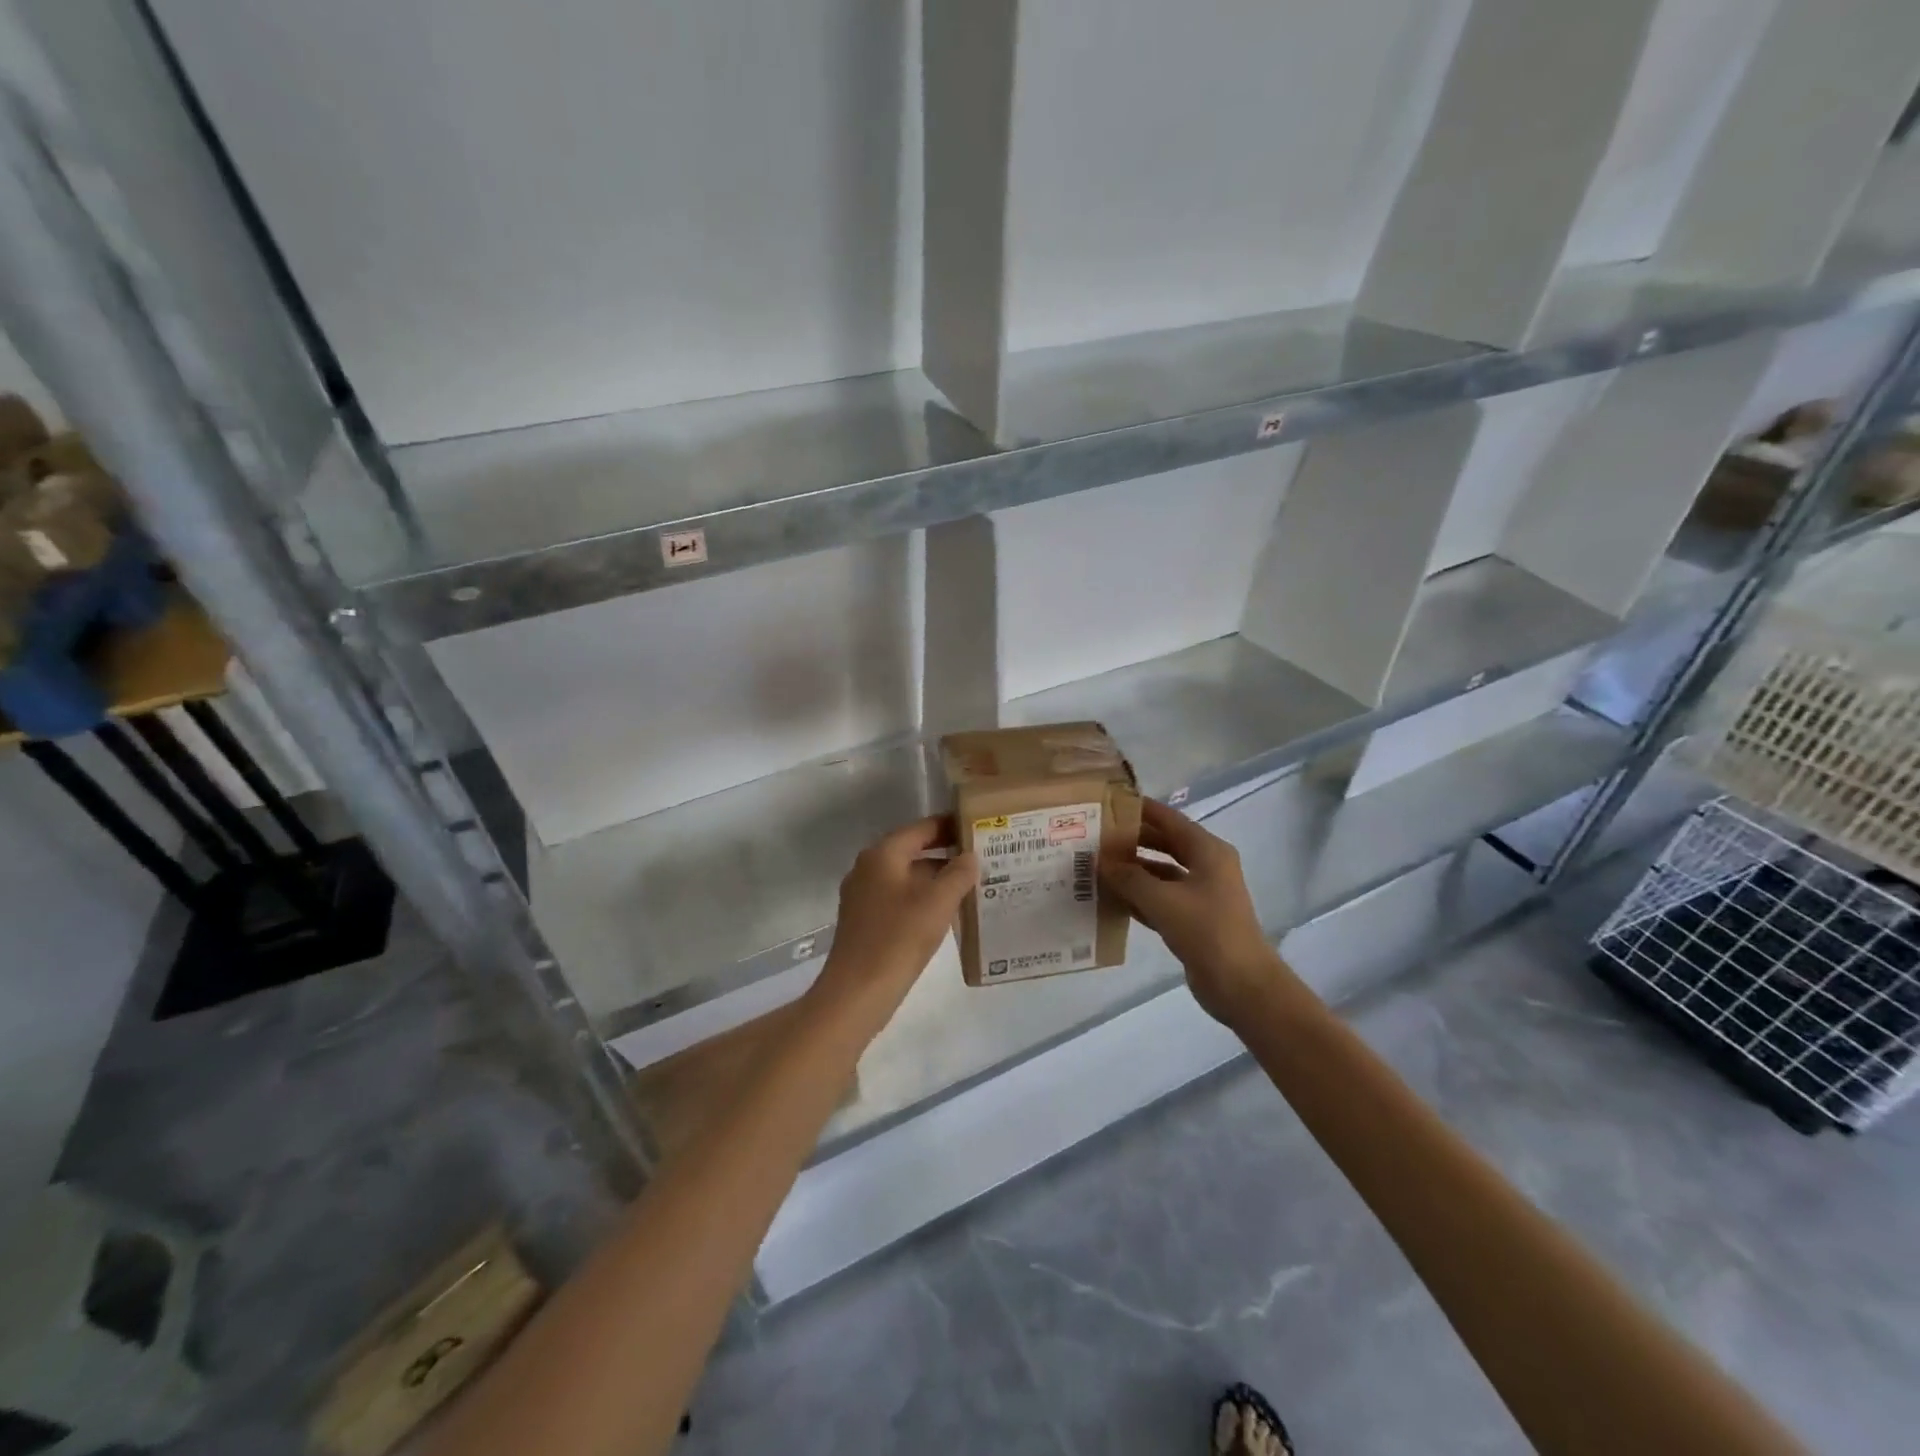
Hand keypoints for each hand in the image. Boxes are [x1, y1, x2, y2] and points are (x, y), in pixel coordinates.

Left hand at [807, 815, 977, 1036]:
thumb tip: (970, 857)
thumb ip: (959, 874)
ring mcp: (863, 895)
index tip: (978, 827)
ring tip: (971, 885)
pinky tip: (946, 913)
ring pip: (907, 876)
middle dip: (946, 854)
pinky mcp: (865, 920)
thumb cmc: (898, 939)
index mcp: (883, 855)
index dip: (950, 825)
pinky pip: (899, 898)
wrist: (857, 992)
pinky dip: (923, 899)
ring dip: (936, 879)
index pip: (922, 828)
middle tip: (982, 858)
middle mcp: (868, 868)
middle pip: (913, 850)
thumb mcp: (938, 903)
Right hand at [1101, 799, 1286, 1026]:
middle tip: (1096, 836)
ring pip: (1161, 873)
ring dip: (1133, 870)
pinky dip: (1139, 896)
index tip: (1108, 804)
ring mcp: (1201, 894)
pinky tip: (1112, 898)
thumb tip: (1100, 860)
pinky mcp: (1193, 919)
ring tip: (1097, 866)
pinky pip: (1161, 898)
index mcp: (1208, 851)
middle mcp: (1207, 866)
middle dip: (1132, 841)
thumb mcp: (1161, 899)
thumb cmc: (1206, 930)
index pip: (1169, 819)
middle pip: (1165, 844)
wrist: (1241, 984)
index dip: (1140, 810)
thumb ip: (1128, 877)